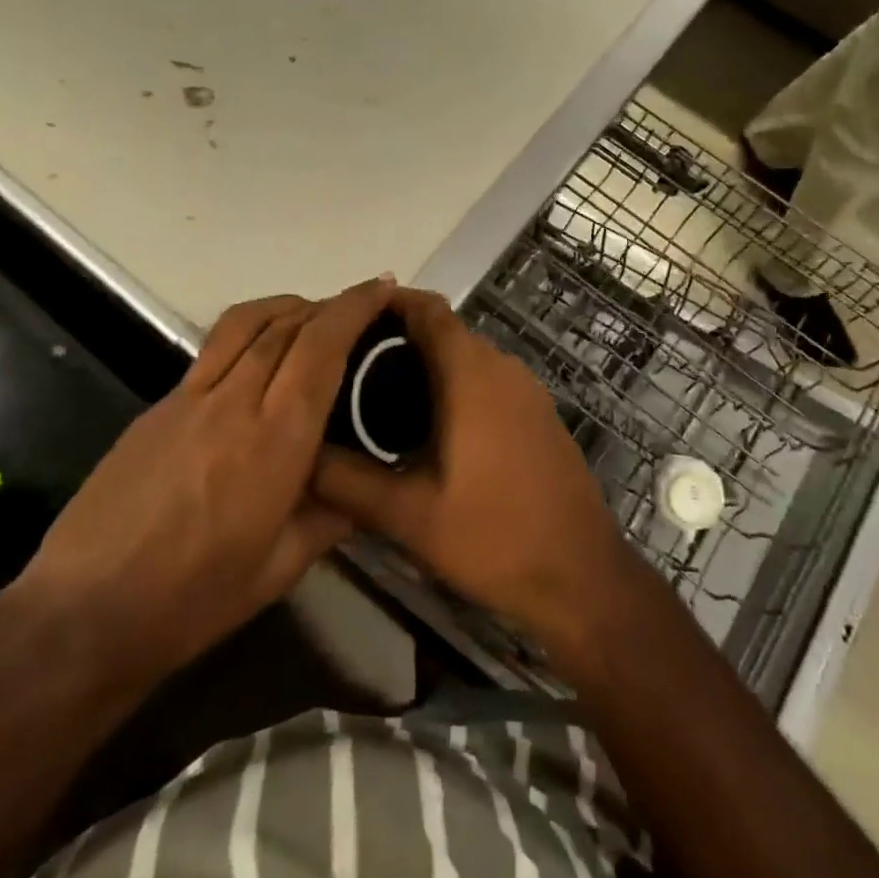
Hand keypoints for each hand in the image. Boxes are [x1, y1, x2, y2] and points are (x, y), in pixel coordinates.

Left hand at [14, 276, 395, 685]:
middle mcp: (234, 401)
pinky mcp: (158, 406)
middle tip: (360, 307)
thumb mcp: (281, 567)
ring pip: (246, 322)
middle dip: (330, 303)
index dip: (355, 307)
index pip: (322, 346)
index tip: (383, 288)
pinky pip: (214, 349)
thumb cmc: (193, 600)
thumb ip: (330, 517)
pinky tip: (259, 359)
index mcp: (275, 439)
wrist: (83, 614)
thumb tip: (361, 490)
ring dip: (287, 305)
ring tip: (312, 315)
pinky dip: (251, 332)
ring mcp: (188, 397)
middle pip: (288, 323)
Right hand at [311, 287, 629, 644]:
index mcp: (471, 374)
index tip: (344, 317)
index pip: (427, 309)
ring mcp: (526, 389)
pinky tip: (424, 426)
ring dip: (424, 363)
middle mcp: (502, 367)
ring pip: (466, 356)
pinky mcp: (537, 413)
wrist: (580, 575)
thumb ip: (346, 480)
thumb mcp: (408, 515)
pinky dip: (453, 385)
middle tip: (345, 365)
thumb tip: (298, 452)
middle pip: (444, 330)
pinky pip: (486, 379)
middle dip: (395, 338)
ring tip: (372, 394)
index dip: (387, 302)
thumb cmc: (492, 538)